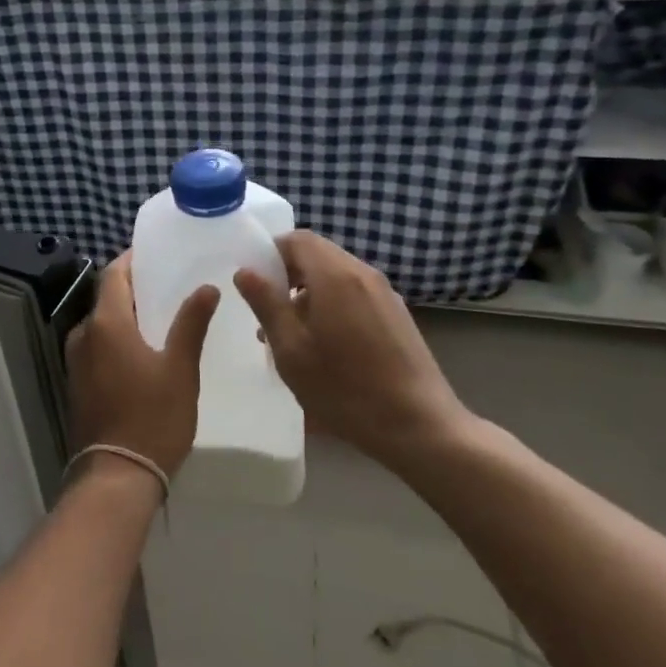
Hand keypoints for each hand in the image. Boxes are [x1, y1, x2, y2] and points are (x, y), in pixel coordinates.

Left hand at [65, 253, 219, 486]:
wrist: (116, 475)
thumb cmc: (152, 417)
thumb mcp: (180, 369)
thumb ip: (191, 324)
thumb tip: (206, 287)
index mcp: (106, 324)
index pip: (113, 275)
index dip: (131, 260)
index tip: (153, 254)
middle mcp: (83, 335)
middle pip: (106, 298)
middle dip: (132, 287)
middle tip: (166, 283)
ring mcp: (76, 360)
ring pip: (101, 323)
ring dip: (125, 314)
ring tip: (159, 314)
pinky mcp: (77, 382)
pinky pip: (97, 345)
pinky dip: (117, 337)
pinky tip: (142, 348)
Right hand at [233, 232, 471, 468]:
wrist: (420, 427)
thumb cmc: (345, 388)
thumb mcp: (291, 349)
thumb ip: (266, 304)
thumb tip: (245, 271)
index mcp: (335, 276)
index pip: (297, 239)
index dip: (270, 253)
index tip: (254, 283)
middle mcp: (363, 274)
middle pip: (318, 255)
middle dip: (287, 275)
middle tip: (268, 311)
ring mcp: (385, 294)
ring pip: (335, 276)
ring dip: (308, 293)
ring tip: (291, 335)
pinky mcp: (397, 315)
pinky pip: (354, 294)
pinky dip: (332, 305)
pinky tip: (325, 347)